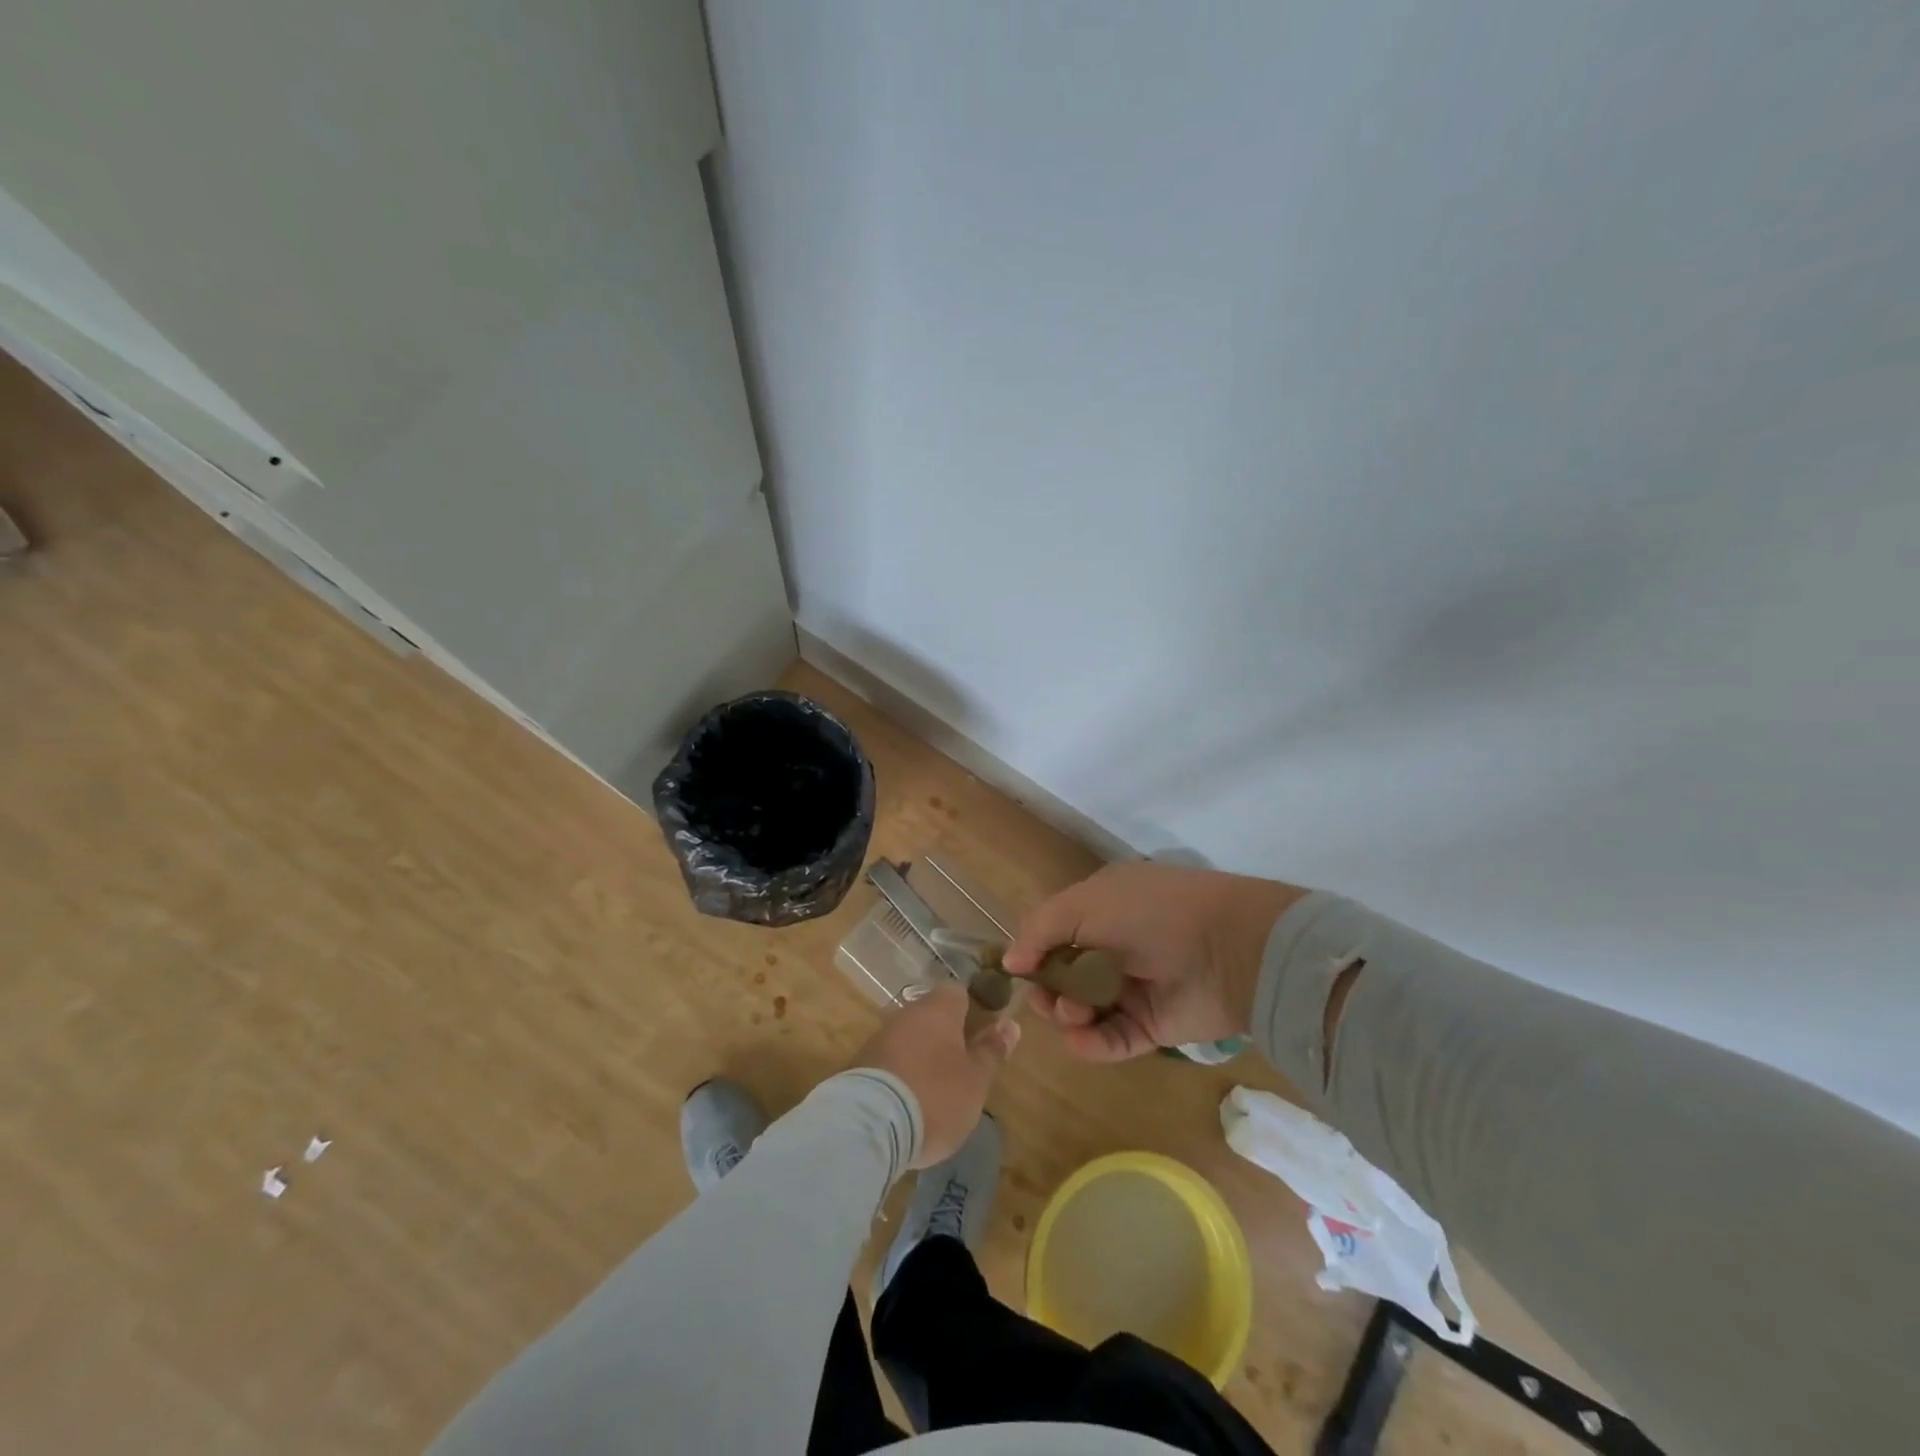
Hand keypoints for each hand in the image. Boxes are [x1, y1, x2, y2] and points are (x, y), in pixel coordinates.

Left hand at [851, 984, 1019, 1166]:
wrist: (870, 1125)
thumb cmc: (936, 1095)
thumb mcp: (976, 1079)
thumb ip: (991, 1050)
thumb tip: (1010, 1024)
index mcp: (939, 1008)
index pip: (959, 992)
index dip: (974, 1008)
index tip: (986, 1032)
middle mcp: (907, 1013)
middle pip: (933, 1015)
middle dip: (948, 1035)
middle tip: (966, 1065)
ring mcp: (881, 1037)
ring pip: (911, 1037)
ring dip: (924, 1055)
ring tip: (940, 1088)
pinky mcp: (861, 1065)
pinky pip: (892, 1060)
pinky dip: (904, 1073)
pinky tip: (912, 1100)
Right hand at [1004, 862, 1306, 1061]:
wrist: (1228, 947)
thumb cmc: (1149, 913)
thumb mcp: (1084, 904)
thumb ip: (1039, 930)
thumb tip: (1009, 962)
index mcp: (1102, 909)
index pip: (1056, 934)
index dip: (1034, 952)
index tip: (1018, 970)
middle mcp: (1115, 948)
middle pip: (1065, 977)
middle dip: (1048, 989)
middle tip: (1046, 998)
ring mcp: (1134, 989)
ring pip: (1084, 1011)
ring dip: (1068, 1014)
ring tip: (1073, 1013)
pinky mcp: (1152, 1027)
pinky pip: (1113, 1039)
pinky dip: (1092, 1044)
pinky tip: (1080, 1039)